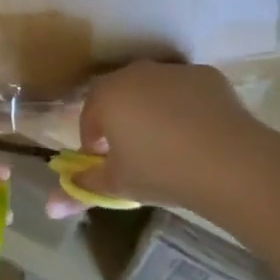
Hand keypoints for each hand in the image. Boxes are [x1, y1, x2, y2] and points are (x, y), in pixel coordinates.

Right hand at [45, 62, 279, 221]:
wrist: (231, 163)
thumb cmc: (162, 172)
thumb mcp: (117, 186)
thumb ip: (80, 191)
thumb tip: (48, 208)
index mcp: (105, 96)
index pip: (89, 119)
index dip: (96, 144)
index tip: (110, 166)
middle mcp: (134, 74)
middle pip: (119, 98)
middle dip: (122, 122)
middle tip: (138, 155)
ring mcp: (171, 71)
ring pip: (152, 91)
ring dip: (153, 111)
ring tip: (172, 146)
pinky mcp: (205, 74)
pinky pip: (186, 91)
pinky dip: (187, 106)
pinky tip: (200, 134)